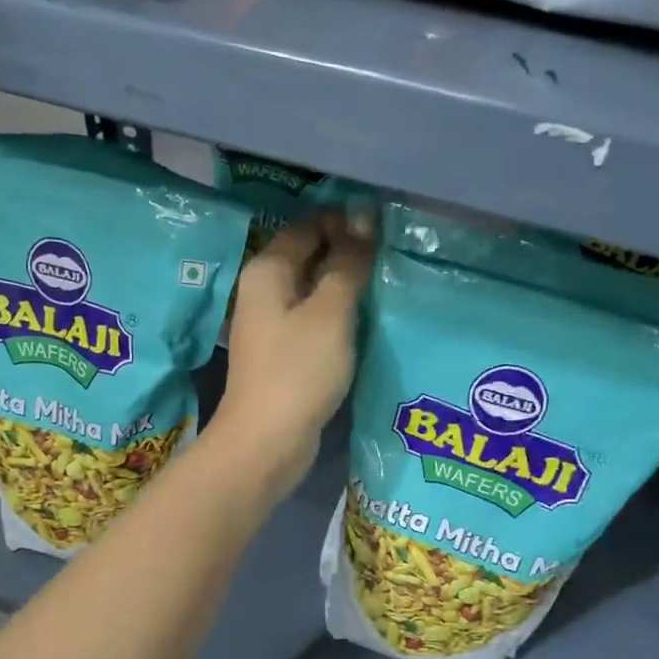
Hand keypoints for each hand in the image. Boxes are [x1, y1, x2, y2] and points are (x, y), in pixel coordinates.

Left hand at [208, 212, 373, 503]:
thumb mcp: (331, 312)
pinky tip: (368, 318)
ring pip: (314, 290)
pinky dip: (338, 315)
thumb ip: (348, 263)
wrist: (267, 442)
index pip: (309, 225)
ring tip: (390, 281)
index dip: (347, 220)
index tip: (389, 226)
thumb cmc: (298, 370)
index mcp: (267, 270)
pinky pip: (315, 320)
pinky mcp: (284, 353)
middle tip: (396, 252)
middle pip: (310, 256)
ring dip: (346, 285)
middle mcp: (263, 291)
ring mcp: (272, 324)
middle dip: (349, 252)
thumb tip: (364, 215)